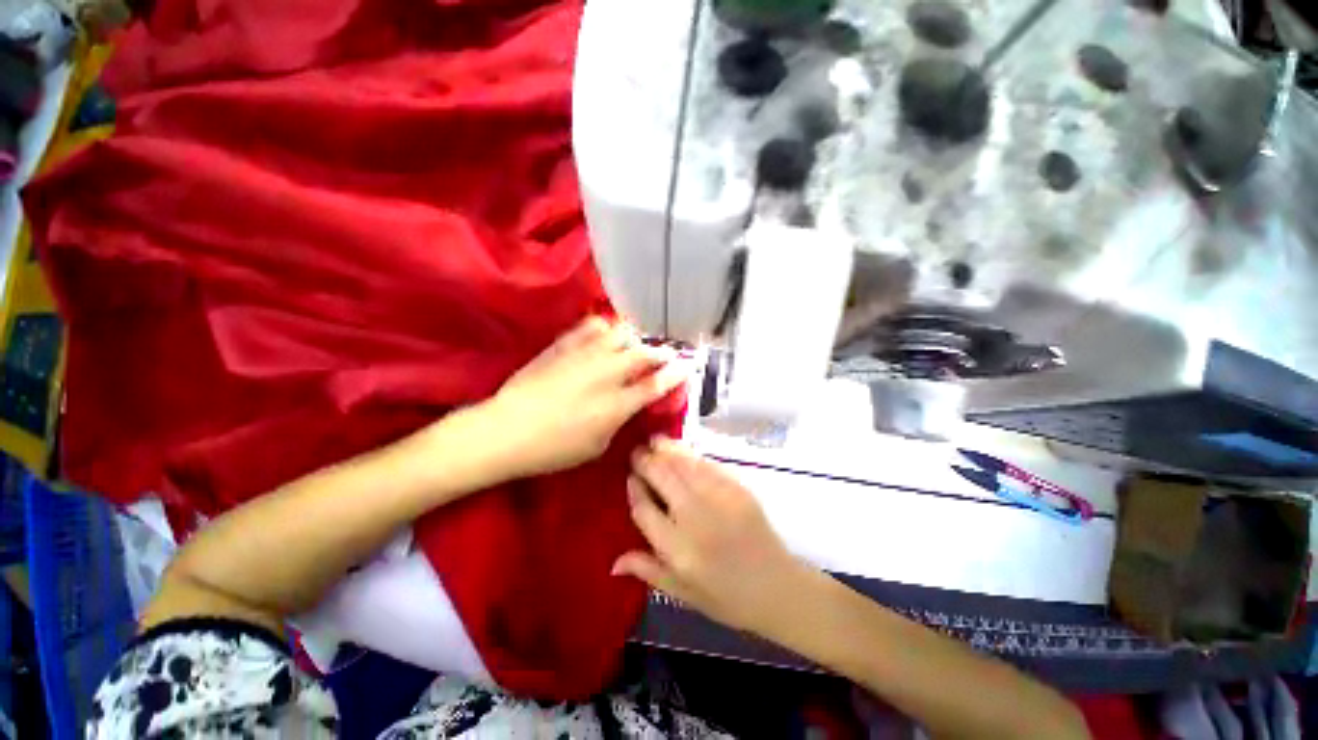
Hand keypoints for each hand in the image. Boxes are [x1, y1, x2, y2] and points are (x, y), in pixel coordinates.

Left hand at [479, 317, 686, 479]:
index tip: (686, 367)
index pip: (657, 383)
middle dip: (660, 353)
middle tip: (663, 356)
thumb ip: (619, 421)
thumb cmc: (554, 449)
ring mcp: (586, 355)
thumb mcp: (597, 446)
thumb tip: (628, 405)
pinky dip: (604, 328)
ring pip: (622, 333)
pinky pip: (592, 325)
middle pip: (644, 353)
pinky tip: (603, 335)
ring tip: (632, 346)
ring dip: (634, 339)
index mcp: (618, 403)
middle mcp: (608, 373)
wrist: (507, 430)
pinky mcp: (565, 344)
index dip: (676, 374)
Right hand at [613, 439, 819, 636]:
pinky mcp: (737, 488)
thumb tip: (614, 562)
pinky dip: (690, 454)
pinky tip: (681, 450)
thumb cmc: (726, 598)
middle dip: (645, 460)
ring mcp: (719, 499)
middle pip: (662, 477)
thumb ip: (648, 571)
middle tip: (637, 452)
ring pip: (684, 464)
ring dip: (666, 449)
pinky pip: (707, 464)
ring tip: (654, 441)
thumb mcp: (682, 594)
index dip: (634, 489)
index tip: (629, 478)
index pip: (644, 509)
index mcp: (678, 550)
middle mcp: (695, 518)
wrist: (777, 588)